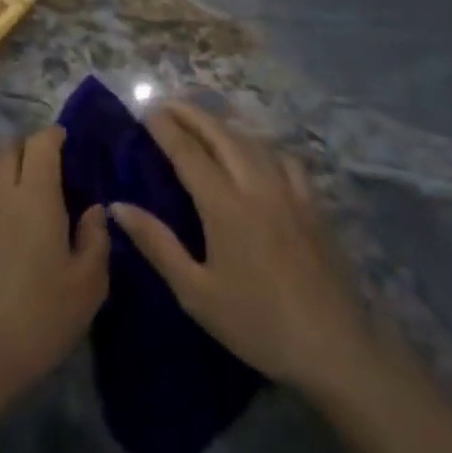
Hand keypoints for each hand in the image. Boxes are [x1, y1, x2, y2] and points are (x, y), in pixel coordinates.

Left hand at [0, 127, 108, 417]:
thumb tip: (94, 209)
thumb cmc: (39, 318)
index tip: (68, 142)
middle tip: (51, 169)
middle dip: (30, 148)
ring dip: (8, 169)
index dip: (54, 136)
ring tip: (27, 194)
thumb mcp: (87, 285)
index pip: (40, 143)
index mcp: (35, 196)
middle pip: (10, 149)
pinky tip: (4, 223)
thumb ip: (95, 238)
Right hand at [110, 104, 370, 394]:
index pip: (189, 153)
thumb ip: (157, 244)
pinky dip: (262, 147)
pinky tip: (258, 156)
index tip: (147, 111)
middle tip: (168, 104)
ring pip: (253, 142)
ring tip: (204, 123)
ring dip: (224, 126)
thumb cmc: (256, 323)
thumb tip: (118, 206)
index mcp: (225, 206)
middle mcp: (257, 187)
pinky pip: (285, 160)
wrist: (334, 348)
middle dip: (192, 115)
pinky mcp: (314, 206)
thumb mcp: (196, 292)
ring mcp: (290, 193)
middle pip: (221, 136)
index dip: (166, 129)